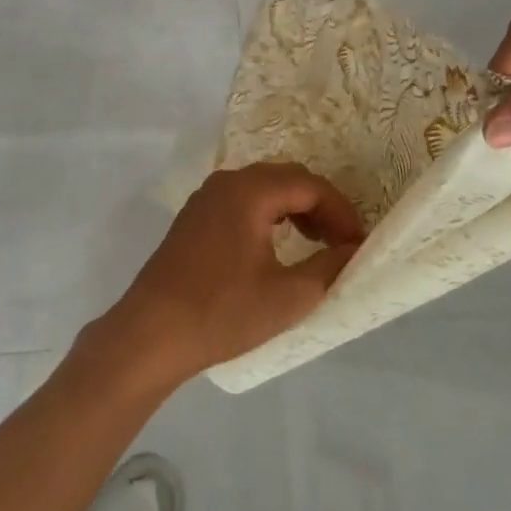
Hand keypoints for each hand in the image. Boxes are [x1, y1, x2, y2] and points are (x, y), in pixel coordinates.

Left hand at [95, 164, 364, 388]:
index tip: (357, 243)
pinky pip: (242, 200)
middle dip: (319, 206)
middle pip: (285, 178)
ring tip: (315, 243)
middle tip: (340, 242)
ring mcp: (206, 197)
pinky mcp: (195, 216)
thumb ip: (329, 267)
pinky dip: (268, 214)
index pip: (308, 185)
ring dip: (293, 208)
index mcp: (249, 191)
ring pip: (262, 187)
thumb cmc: (223, 312)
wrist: (152, 331)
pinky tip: (276, 244)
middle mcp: (227, 182)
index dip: (340, 210)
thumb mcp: (287, 296)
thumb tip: (354, 250)